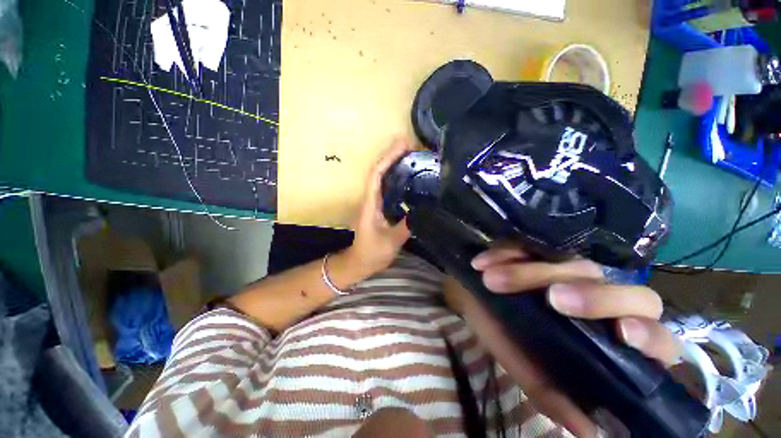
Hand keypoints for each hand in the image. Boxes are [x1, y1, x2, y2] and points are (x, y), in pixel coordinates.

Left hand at [347, 139, 412, 274]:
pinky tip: (411, 177)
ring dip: (396, 165)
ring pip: (384, 178)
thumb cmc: (371, 252)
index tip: (403, 145)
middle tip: (413, 146)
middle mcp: (372, 198)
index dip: (388, 158)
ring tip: (414, 156)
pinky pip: (389, 188)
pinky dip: (399, 179)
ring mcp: (376, 202)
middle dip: (394, 156)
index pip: (377, 174)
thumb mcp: (391, 241)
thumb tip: (424, 210)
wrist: (360, 262)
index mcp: (371, 203)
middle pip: (380, 171)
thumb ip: (406, 226)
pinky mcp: (381, 208)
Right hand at [459, 244, 681, 436]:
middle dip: (595, 297)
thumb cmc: (504, 335)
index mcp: (608, 338)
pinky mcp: (542, 250)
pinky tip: (485, 262)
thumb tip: (588, 431)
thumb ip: (554, 394)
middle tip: (550, 297)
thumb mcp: (527, 369)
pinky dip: (507, 253)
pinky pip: (534, 247)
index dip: (649, 335)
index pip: (656, 338)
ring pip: (578, 266)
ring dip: (530, 273)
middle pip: (633, 294)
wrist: (474, 298)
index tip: (620, 333)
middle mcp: (602, 300)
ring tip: (491, 279)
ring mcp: (573, 270)